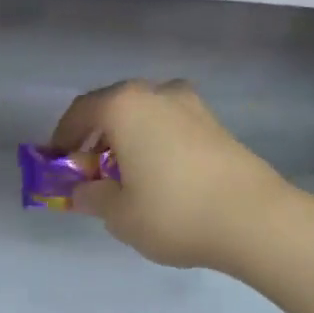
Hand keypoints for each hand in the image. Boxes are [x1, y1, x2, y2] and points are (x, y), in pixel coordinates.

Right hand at [50, 79, 291, 272]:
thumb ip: (92, 197)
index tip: (57, 163)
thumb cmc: (174, 211)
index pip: (80, 113)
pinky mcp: (216, 123)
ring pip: (144, 114)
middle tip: (90, 169)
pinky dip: (154, 141)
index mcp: (124, 106)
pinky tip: (159, 174)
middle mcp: (156, 93)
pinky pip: (170, 125)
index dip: (62, 138)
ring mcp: (191, 105)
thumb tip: (82, 191)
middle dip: (96, 136)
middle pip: (112, 108)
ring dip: (127, 137)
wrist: (257, 220)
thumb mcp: (119, 214)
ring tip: (126, 173)